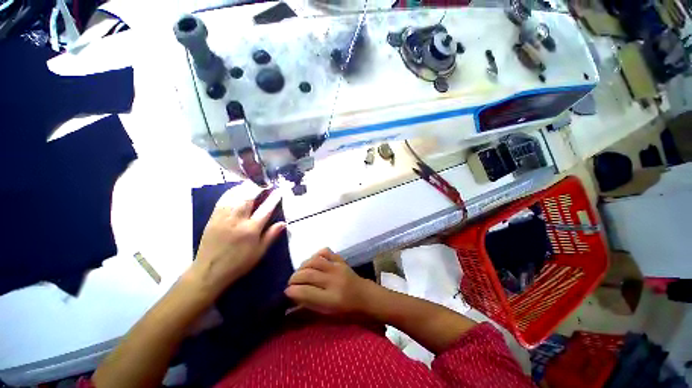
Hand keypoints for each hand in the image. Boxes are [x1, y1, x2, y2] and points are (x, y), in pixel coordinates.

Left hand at [188, 184, 284, 298]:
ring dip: (245, 187)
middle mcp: (237, 220)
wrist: (209, 271)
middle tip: (266, 182)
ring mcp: (223, 217)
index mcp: (250, 230)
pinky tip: (237, 190)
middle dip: (258, 187)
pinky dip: (232, 192)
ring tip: (253, 183)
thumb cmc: (238, 263)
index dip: (274, 198)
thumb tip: (283, 223)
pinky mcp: (213, 217)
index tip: (279, 190)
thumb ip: (271, 235)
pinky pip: (223, 199)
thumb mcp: (259, 252)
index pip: (265, 209)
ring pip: (235, 196)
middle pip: (248, 197)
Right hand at [285, 248, 378, 315]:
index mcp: (331, 299)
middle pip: (308, 275)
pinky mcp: (340, 260)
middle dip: (294, 278)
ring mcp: (338, 268)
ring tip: (300, 273)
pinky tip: (312, 261)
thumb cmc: (346, 310)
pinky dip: (316, 254)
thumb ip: (308, 306)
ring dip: (302, 266)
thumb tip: (290, 300)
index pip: (305, 292)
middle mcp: (334, 281)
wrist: (365, 296)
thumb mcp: (327, 314)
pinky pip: (326, 251)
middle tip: (291, 283)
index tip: (286, 292)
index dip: (292, 291)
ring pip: (314, 261)